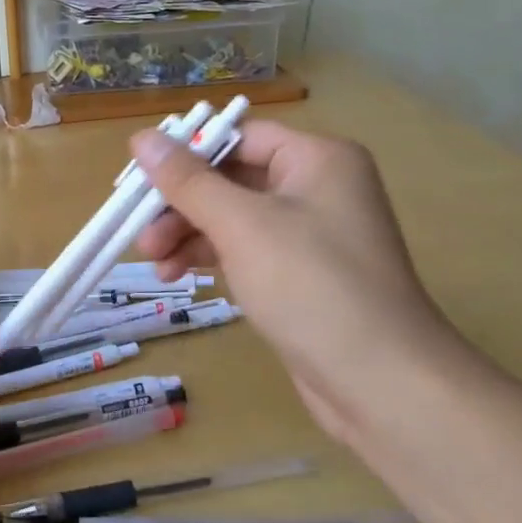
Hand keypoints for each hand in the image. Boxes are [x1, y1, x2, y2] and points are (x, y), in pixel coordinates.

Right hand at [130, 120, 461, 439]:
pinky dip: (210, 257)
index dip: (186, 154)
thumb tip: (141, 137)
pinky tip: (176, 276)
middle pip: (231, 178)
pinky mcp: (301, 275)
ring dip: (188, 233)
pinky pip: (244, 250)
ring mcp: (311, 234)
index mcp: (318, 159)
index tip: (139, 179)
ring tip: (153, 262)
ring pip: (232, 218)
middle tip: (140, 232)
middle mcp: (317, 188)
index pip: (239, 137)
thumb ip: (187, 180)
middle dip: (181, 205)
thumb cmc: (311, 286)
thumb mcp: (241, 225)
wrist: (383, 384)